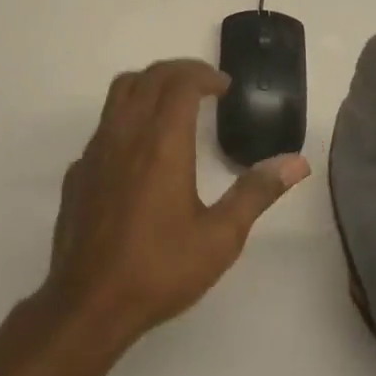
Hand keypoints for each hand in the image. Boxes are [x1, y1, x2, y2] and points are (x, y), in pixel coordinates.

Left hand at [43, 59, 310, 349]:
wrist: (89, 304)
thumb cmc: (159, 269)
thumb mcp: (220, 238)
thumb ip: (256, 193)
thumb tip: (296, 163)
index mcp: (162, 142)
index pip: (180, 82)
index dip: (204, 74)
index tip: (224, 87)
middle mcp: (125, 133)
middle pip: (148, 77)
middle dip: (178, 71)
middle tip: (204, 86)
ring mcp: (95, 150)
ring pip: (119, 93)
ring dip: (149, 85)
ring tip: (173, 103)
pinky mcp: (78, 171)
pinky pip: (103, 126)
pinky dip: (127, 119)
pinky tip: (140, 151)